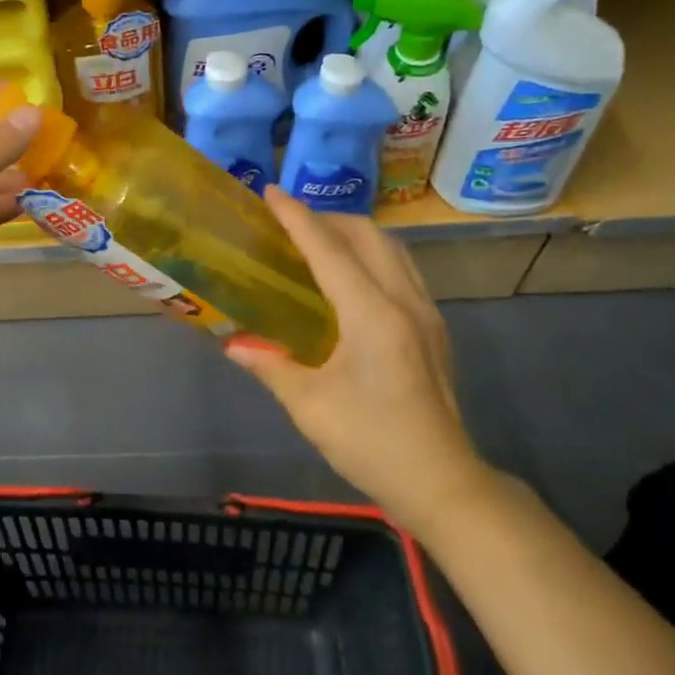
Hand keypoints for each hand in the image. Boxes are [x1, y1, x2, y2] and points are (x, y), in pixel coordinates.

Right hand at [225, 187, 495, 538]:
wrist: (441, 482)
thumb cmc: (371, 443)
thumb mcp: (309, 405)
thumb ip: (269, 364)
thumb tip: (233, 343)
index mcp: (372, 315)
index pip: (329, 249)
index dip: (297, 218)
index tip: (270, 193)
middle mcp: (404, 301)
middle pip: (368, 236)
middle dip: (326, 218)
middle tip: (288, 222)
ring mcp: (426, 313)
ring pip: (391, 249)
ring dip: (353, 234)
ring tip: (316, 241)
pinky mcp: (434, 328)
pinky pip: (400, 269)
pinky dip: (370, 256)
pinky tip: (348, 278)